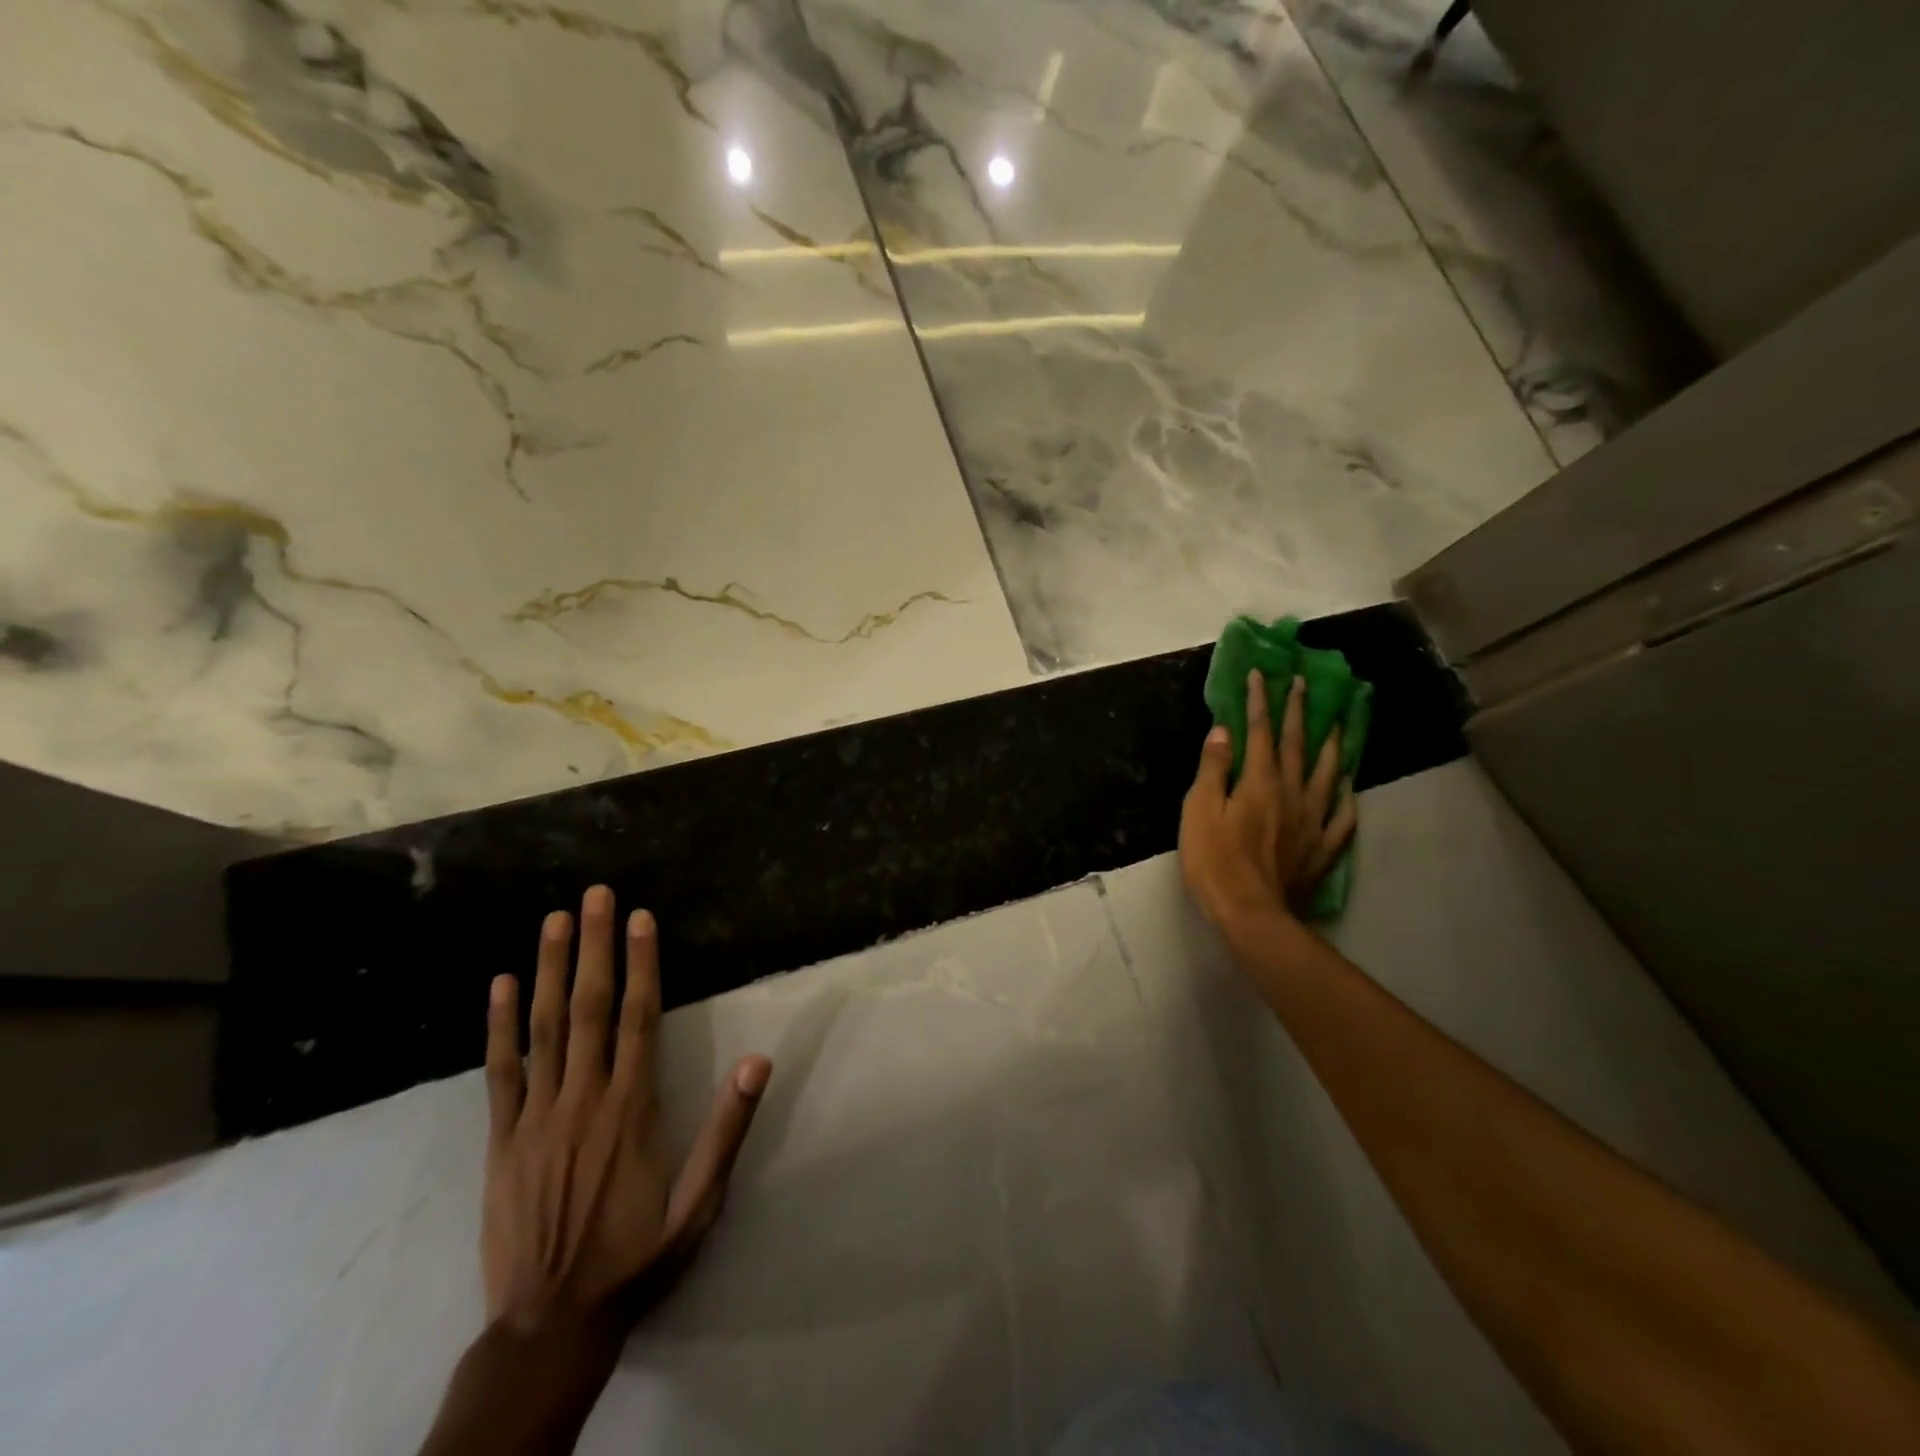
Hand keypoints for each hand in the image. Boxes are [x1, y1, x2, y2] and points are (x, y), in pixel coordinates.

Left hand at [482, 885, 770, 1341]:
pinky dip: (499, 1026)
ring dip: (548, 970)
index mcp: (631, 1108)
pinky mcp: (501, 1140)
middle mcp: (583, 1099)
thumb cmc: (637, 1255)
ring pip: (543, 1028)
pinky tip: (500, 986)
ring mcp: (536, 1117)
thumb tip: (758, 1062)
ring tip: (553, 921)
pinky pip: (500, 1072)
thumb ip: (727, 1129)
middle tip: (593, 895)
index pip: (639, 1018)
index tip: (639, 918)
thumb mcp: (699, 1202)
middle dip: (594, 946)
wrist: (550, 1324)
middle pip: (589, 1008)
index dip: (641, 963)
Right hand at [1180, 670, 1356, 930]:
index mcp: (1259, 781)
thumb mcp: (1199, 810)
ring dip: (1331, 745)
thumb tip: (1223, 731)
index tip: (1262, 674)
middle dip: (1299, 712)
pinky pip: (1341, 819)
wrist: (1251, 913)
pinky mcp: (1321, 849)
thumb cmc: (1215, 860)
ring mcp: (1312, 821)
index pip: (1261, 732)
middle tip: (1305, 683)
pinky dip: (1345, 800)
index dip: (1260, 701)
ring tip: (1338, 724)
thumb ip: (1213, 769)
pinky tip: (1347, 789)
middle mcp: (1292, 793)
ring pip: (1326, 774)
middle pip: (1297, 745)